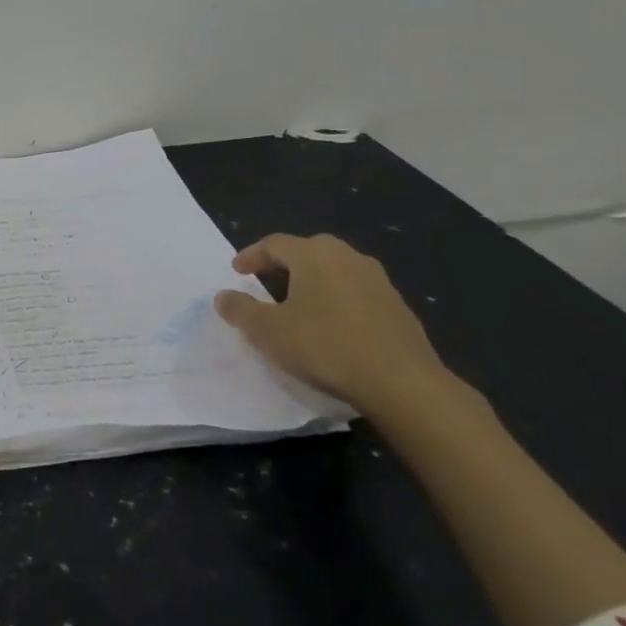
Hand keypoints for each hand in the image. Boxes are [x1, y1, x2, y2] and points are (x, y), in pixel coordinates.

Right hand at [214, 233, 450, 415]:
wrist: (402, 382)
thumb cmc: (325, 347)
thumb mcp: (268, 331)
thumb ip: (240, 310)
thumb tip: (223, 296)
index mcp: (314, 255)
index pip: (274, 244)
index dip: (251, 256)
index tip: (236, 271)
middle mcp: (347, 256)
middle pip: (307, 251)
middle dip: (282, 264)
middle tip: (264, 281)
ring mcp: (377, 279)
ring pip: (334, 269)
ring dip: (311, 280)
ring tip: (296, 302)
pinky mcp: (396, 304)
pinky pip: (354, 290)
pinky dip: (335, 298)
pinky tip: (330, 323)